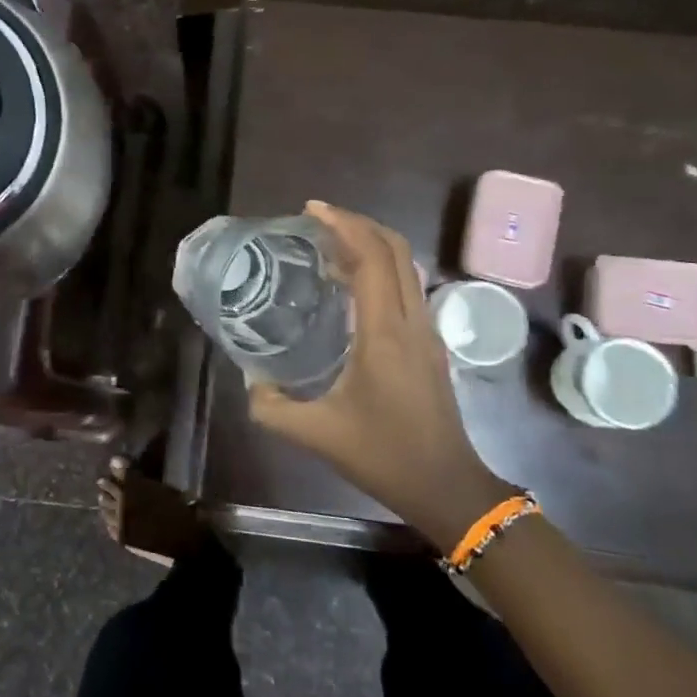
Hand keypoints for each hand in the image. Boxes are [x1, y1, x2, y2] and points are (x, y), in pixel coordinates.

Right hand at [248, 201, 514, 552]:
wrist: (447, 486)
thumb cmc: (384, 456)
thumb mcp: (317, 434)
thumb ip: (272, 408)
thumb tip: (249, 382)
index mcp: (384, 333)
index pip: (372, 257)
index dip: (343, 225)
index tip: (311, 210)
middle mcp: (411, 320)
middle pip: (395, 249)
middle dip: (358, 223)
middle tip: (317, 220)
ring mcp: (427, 330)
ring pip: (406, 266)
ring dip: (371, 244)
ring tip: (328, 246)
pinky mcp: (430, 344)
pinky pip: (407, 288)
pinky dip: (380, 270)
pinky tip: (350, 287)